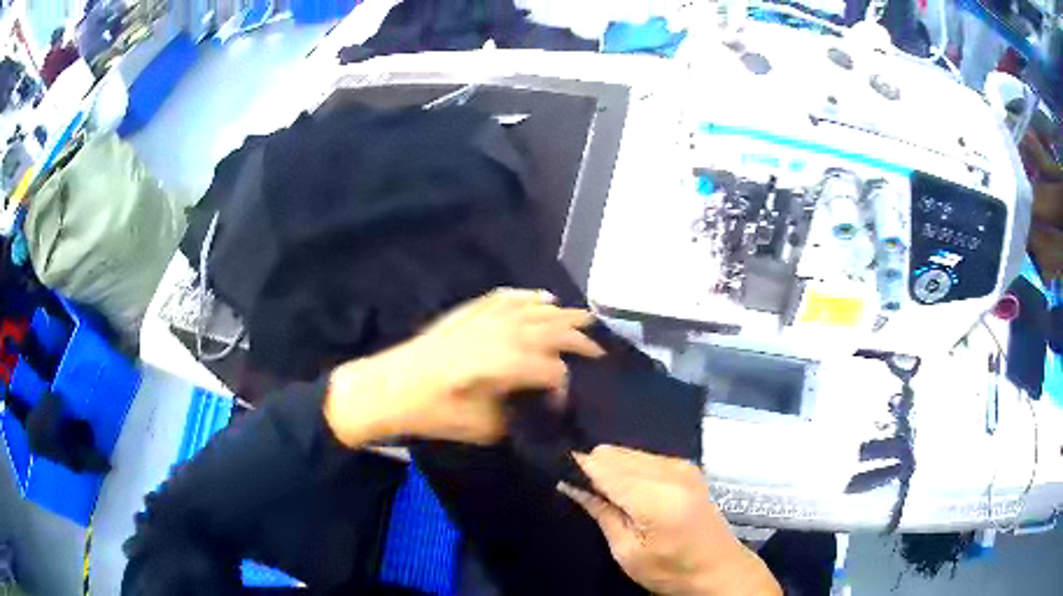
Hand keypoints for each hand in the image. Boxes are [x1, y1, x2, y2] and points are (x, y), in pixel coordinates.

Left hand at [324, 289, 604, 445]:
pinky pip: (503, 298)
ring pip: (531, 309)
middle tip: (599, 347)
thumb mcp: (480, 427)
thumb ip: (514, 416)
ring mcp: (483, 319)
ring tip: (582, 317)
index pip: (552, 370)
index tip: (564, 404)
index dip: (564, 387)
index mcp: (506, 364)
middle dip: (578, 338)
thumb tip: (531, 407)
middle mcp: (501, 334)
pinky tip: (538, 296)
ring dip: (559, 313)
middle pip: (550, 330)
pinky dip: (524, 296)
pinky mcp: (467, 313)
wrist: (386, 387)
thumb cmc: (431, 412)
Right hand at [559, 446, 780, 595]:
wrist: (720, 570)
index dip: (576, 468)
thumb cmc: (671, 571)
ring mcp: (681, 465)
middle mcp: (670, 470)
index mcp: (655, 496)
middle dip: (594, 470)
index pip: (602, 466)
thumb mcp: (628, 553)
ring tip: (609, 499)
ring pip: (627, 452)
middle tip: (586, 498)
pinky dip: (629, 470)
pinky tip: (631, 494)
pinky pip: (644, 456)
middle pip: (613, 453)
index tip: (557, 477)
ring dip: (612, 470)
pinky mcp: (687, 466)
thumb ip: (601, 512)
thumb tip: (570, 483)